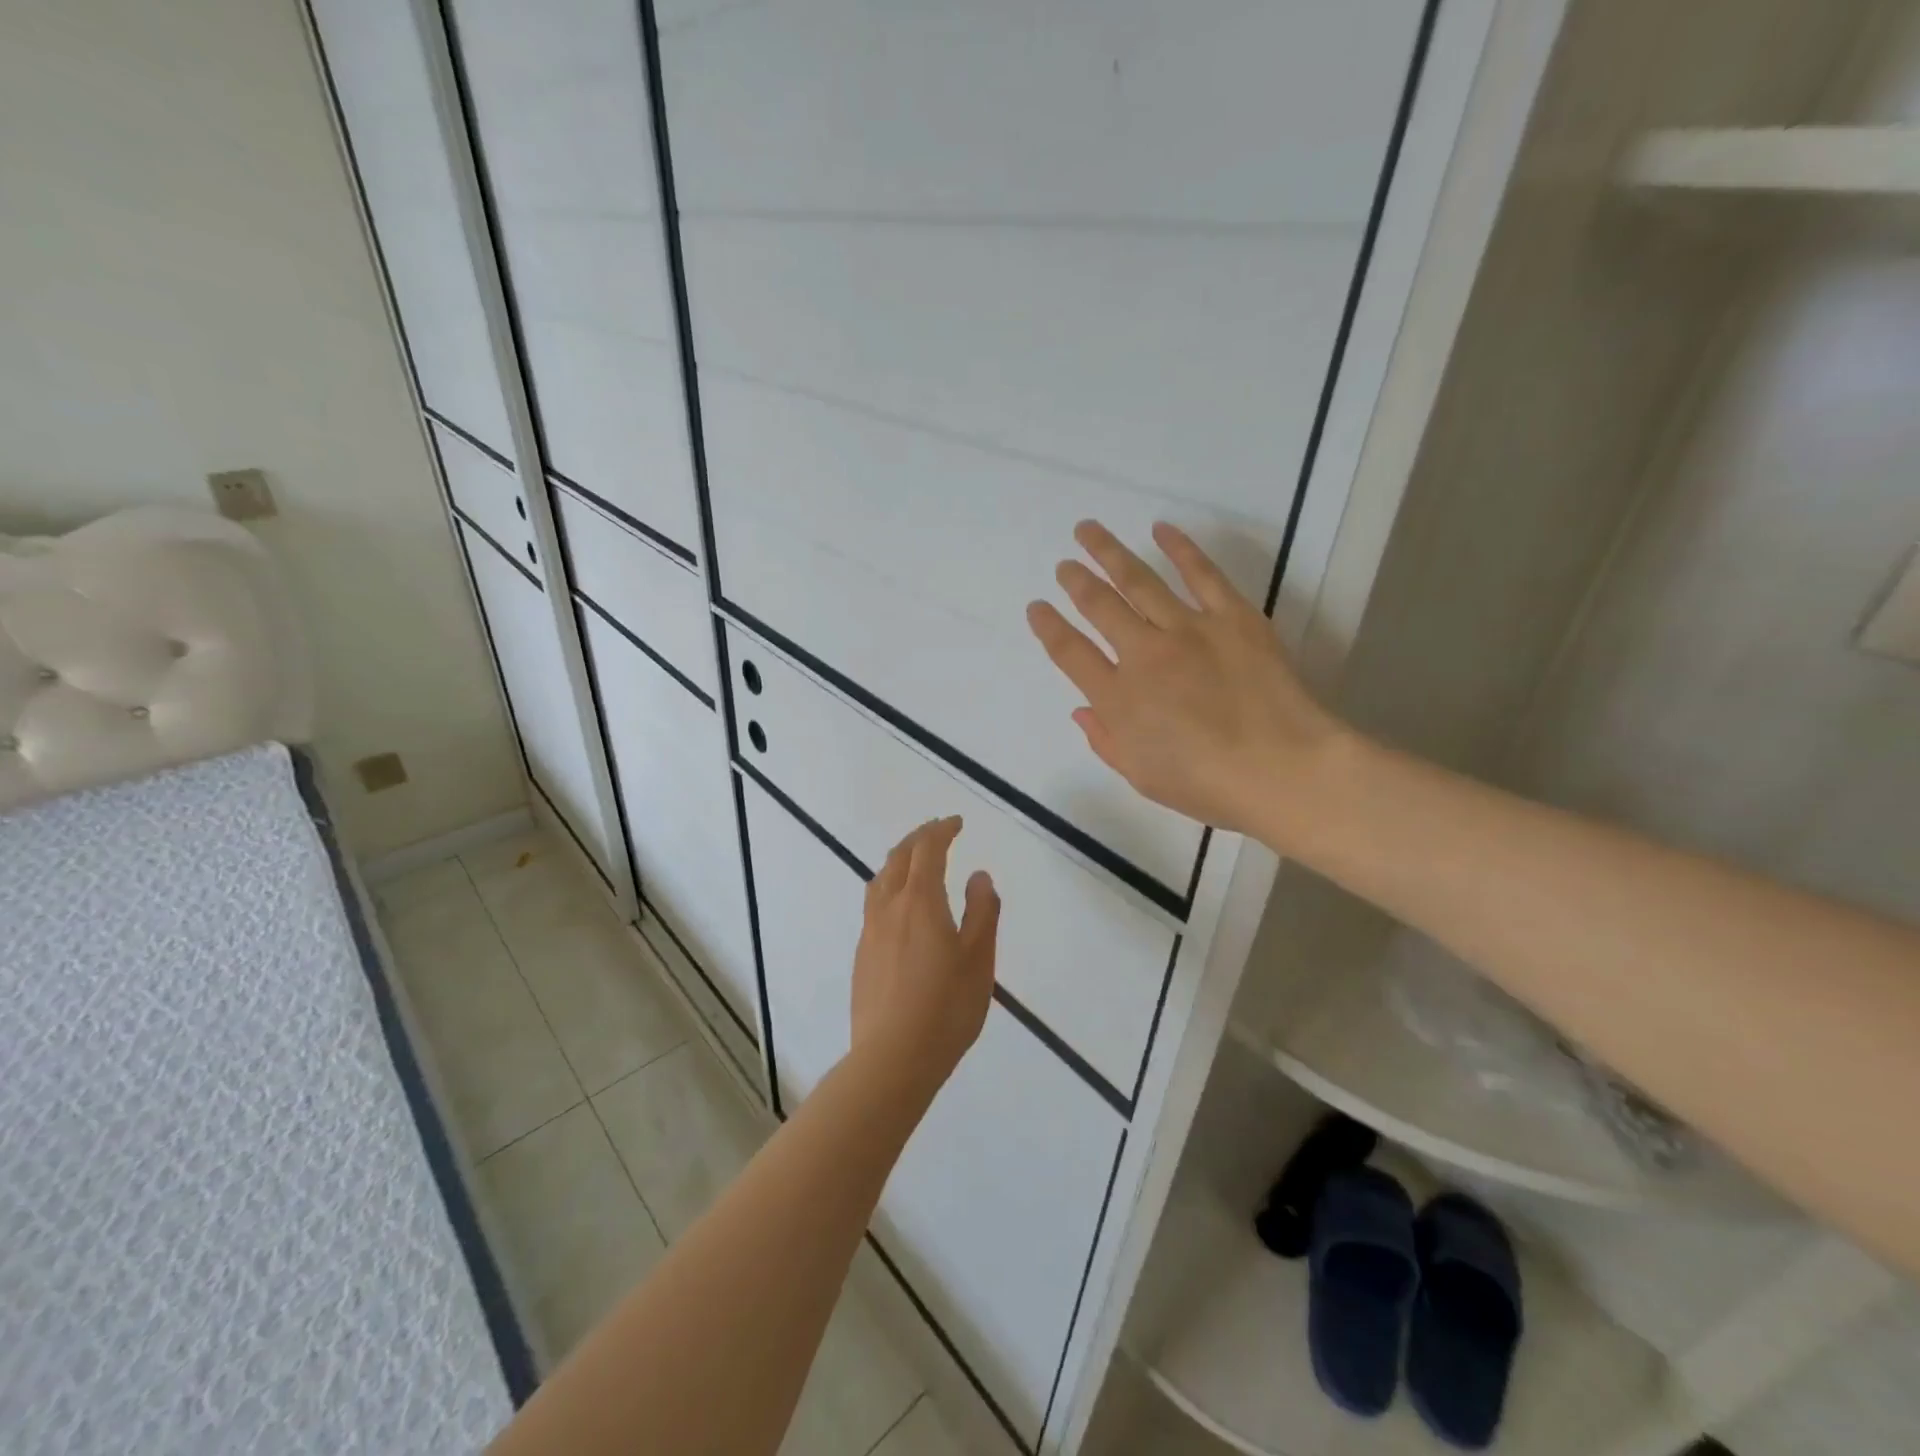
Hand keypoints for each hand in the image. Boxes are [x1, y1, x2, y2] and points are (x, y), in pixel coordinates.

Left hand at [850, 817, 999, 1101]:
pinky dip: (889, 887)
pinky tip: (900, 908)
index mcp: (920, 901)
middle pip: (898, 858)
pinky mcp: (862, 956)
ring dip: (899, 861)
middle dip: (918, 839)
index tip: (955, 822)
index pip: (927, 850)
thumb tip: (978, 875)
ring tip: (915, 862)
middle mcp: (889, 907)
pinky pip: (874, 904)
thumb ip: (982, 911)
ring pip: (880, 880)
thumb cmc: (946, 1006)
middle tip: (937, 832)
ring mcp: (870, 932)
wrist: (892, 1057)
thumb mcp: (979, 958)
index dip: (941, 831)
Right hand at [1026, 520, 1346, 844]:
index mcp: (1117, 698)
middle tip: (1063, 564)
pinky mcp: (1232, 616)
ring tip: (1088, 531)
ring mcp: (1188, 629)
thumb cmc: (1208, 785)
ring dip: (1109, 552)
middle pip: (1099, 606)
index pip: (1070, 653)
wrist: (1283, 770)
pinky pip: (1201, 573)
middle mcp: (1143, 654)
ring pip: (1138, 580)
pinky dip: (1180, 547)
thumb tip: (1081, 710)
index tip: (1036, 607)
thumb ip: (1106, 740)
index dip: (1049, 627)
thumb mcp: (1142, 776)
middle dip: (1076, 581)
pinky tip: (1161, 528)